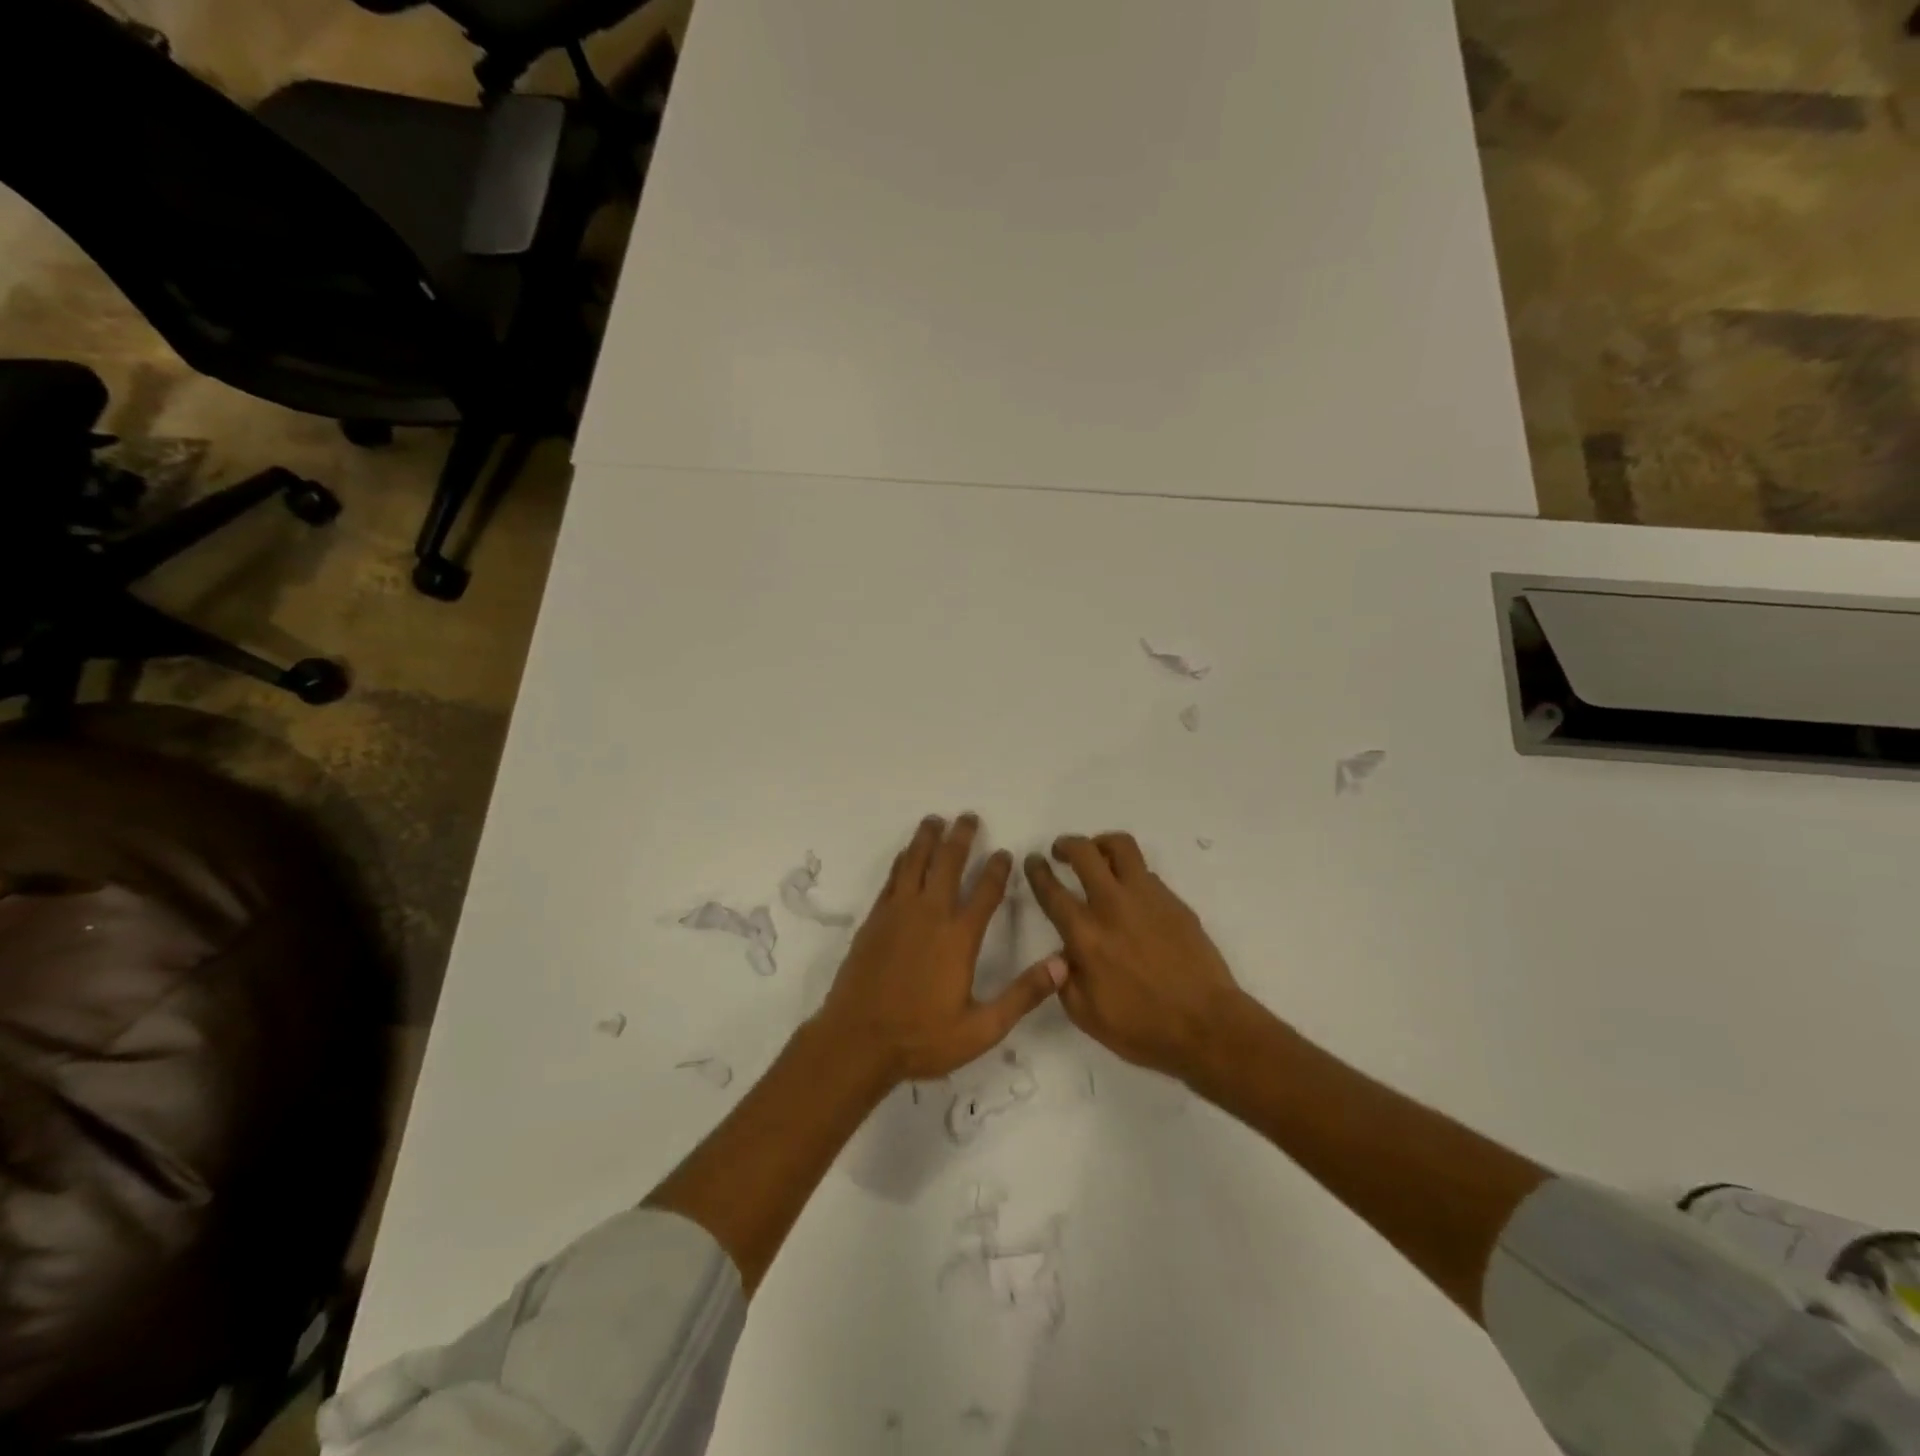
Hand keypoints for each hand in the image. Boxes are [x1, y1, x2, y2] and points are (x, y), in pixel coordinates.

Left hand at [817, 814, 1065, 1085]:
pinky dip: (903, 860)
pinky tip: (907, 852)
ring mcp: (898, 914)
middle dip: (961, 838)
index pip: (985, 892)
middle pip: (948, 864)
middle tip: (968, 817)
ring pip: (915, 863)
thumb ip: (1022, 995)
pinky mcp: (875, 920)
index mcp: (959, 938)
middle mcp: (930, 915)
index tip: (1004, 852)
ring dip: (927, 838)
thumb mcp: (981, 1028)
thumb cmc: (921, 1038)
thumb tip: (1062, 966)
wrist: (856, 1041)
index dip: (997, 869)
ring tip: (935, 820)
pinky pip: (892, 878)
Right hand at [1024, 832, 1243, 1082]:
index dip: (1037, 871)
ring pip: (1120, 847)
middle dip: (1066, 845)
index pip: (1052, 890)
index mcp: (1085, 934)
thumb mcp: (1085, 1014)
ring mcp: (1147, 898)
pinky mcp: (1174, 901)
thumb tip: (1062, 955)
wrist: (1207, 1027)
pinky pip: (1146, 873)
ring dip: (1101, 844)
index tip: (1033, 861)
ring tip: (1097, 854)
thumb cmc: (1142, 1028)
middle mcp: (1112, 905)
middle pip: (1084, 853)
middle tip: (1060, 851)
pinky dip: (1131, 873)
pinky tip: (1131, 894)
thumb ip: (1064, 978)